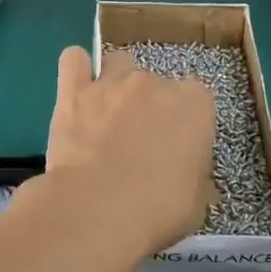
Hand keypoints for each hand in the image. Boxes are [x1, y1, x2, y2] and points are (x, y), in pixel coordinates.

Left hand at [41, 46, 215, 259]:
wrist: (98, 211)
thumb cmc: (158, 210)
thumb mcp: (196, 201)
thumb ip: (194, 175)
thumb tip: (184, 175)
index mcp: (194, 104)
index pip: (196, 100)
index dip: (185, 124)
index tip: (176, 148)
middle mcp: (154, 83)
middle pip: (155, 83)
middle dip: (148, 107)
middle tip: (137, 143)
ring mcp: (112, 83)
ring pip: (118, 64)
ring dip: (115, 85)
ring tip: (106, 117)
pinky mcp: (73, 92)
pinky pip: (73, 60)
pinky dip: (76, 70)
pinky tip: (76, 90)